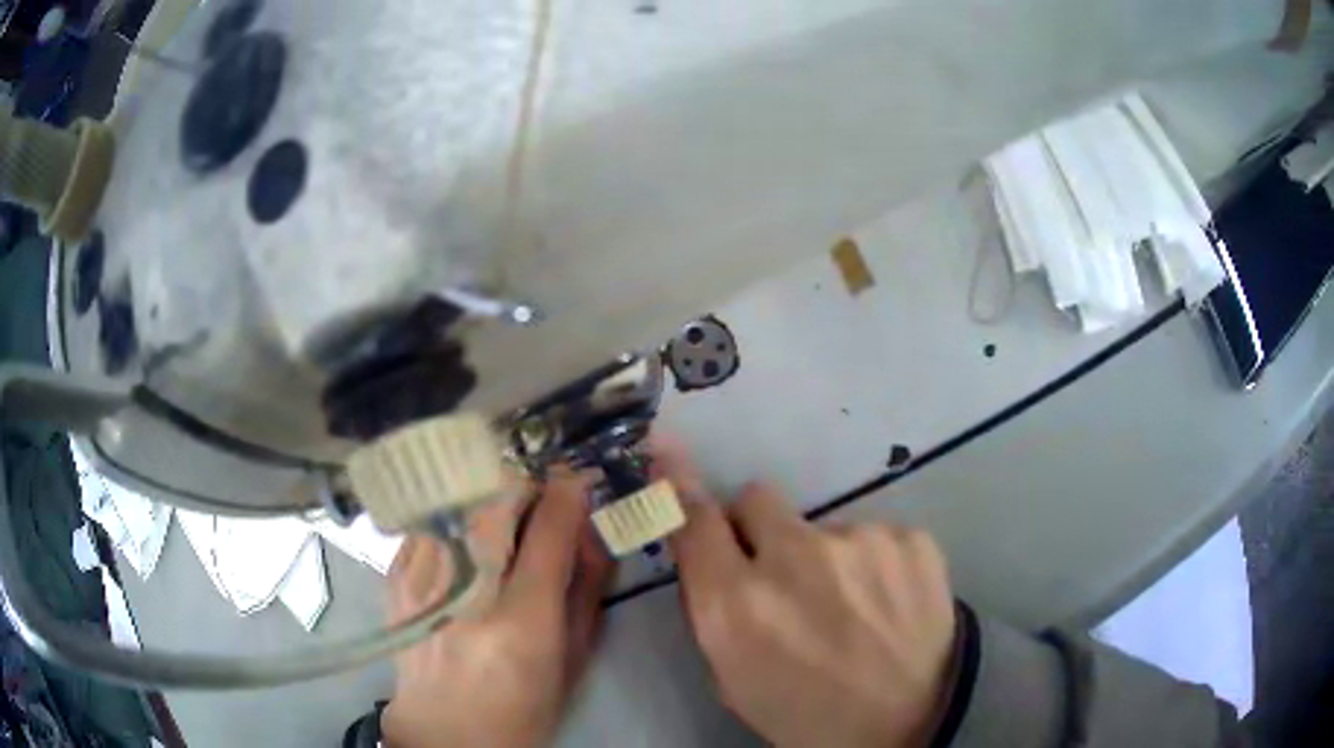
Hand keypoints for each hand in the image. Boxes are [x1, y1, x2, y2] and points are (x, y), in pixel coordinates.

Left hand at [382, 472, 615, 747]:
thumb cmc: (522, 707)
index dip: (568, 491)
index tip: (577, 482)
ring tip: (498, 525)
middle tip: (537, 506)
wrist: (444, 731)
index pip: (549, 528)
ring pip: (455, 496)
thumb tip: (589, 531)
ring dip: (486, 497)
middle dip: (524, 486)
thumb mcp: (573, 660)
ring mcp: (420, 580)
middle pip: (494, 496)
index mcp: (521, 620)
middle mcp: (466, 590)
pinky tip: (463, 548)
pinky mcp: (394, 578)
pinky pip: (429, 520)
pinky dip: (454, 520)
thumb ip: (585, 589)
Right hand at [658, 444, 957, 747]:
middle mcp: (794, 558)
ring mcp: (860, 540)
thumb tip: (702, 547)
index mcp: (737, 605)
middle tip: (785, 572)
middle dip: (759, 528)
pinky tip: (890, 603)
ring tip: (854, 607)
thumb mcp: (732, 679)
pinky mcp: (911, 538)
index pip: (694, 517)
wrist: (911, 723)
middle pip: (757, 498)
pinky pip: (875, 536)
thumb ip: (711, 608)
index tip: (669, 456)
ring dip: (827, 558)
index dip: (679, 485)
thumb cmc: (807, 714)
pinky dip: (875, 563)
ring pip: (824, 527)